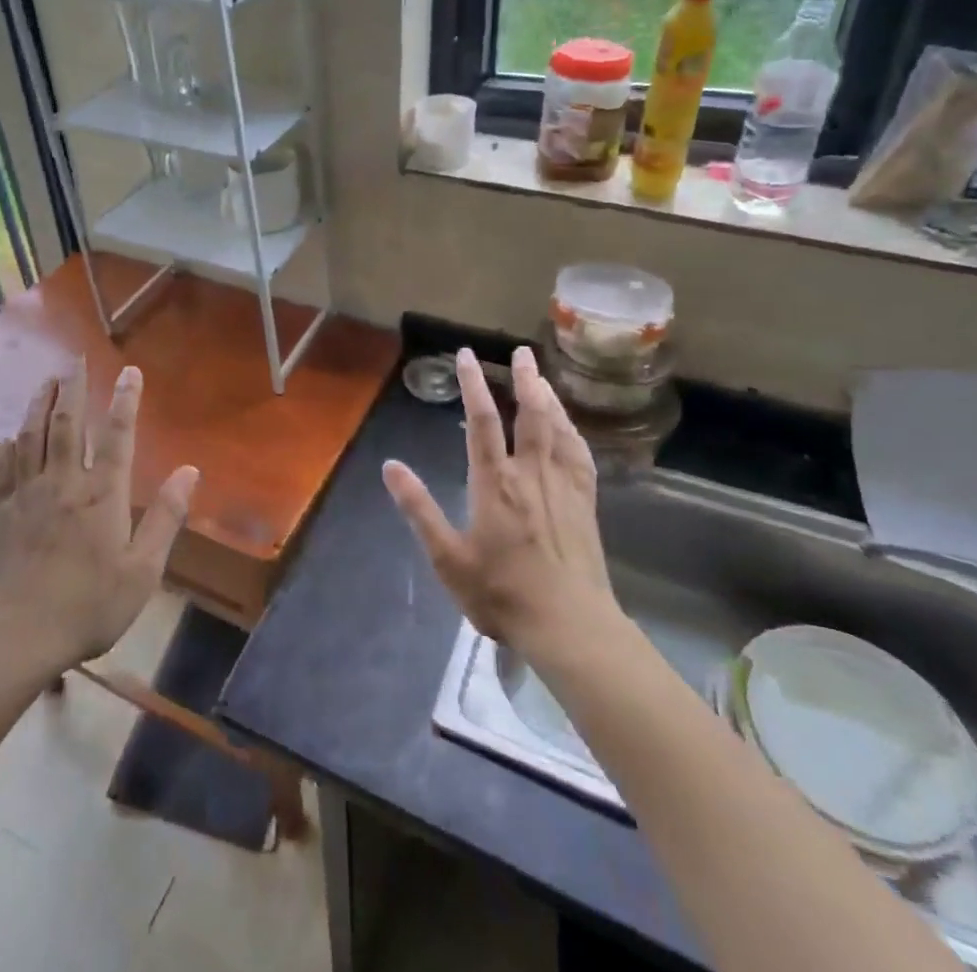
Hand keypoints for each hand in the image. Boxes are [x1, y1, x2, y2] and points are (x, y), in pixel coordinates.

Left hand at [0, 361, 197, 674]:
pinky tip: (10, 436)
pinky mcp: (1, 512)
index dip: (124, 399)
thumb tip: (190, 471)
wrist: (13, 635)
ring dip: (40, 404)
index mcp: (101, 494)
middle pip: (67, 423)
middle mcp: (63, 482)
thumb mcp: (141, 570)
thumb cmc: (87, 606)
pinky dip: (9, 445)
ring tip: (47, 381)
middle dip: (74, 387)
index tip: (129, 370)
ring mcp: (26, 494)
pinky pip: (5, 467)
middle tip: (76, 358)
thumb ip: (165, 517)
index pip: (117, 434)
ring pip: (32, 436)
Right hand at [384, 347, 619, 658]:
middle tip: (521, 351)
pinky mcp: (585, 503)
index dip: (472, 385)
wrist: (569, 625)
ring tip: (540, 375)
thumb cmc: (501, 593)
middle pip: (530, 414)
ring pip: (557, 428)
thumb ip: (419, 509)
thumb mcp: (447, 557)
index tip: (466, 355)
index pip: (481, 421)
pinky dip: (572, 431)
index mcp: (495, 483)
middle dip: (524, 379)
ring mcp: (563, 486)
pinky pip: (580, 454)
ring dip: (548, 397)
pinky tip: (569, 426)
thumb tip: (390, 467)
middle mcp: (531, 474)